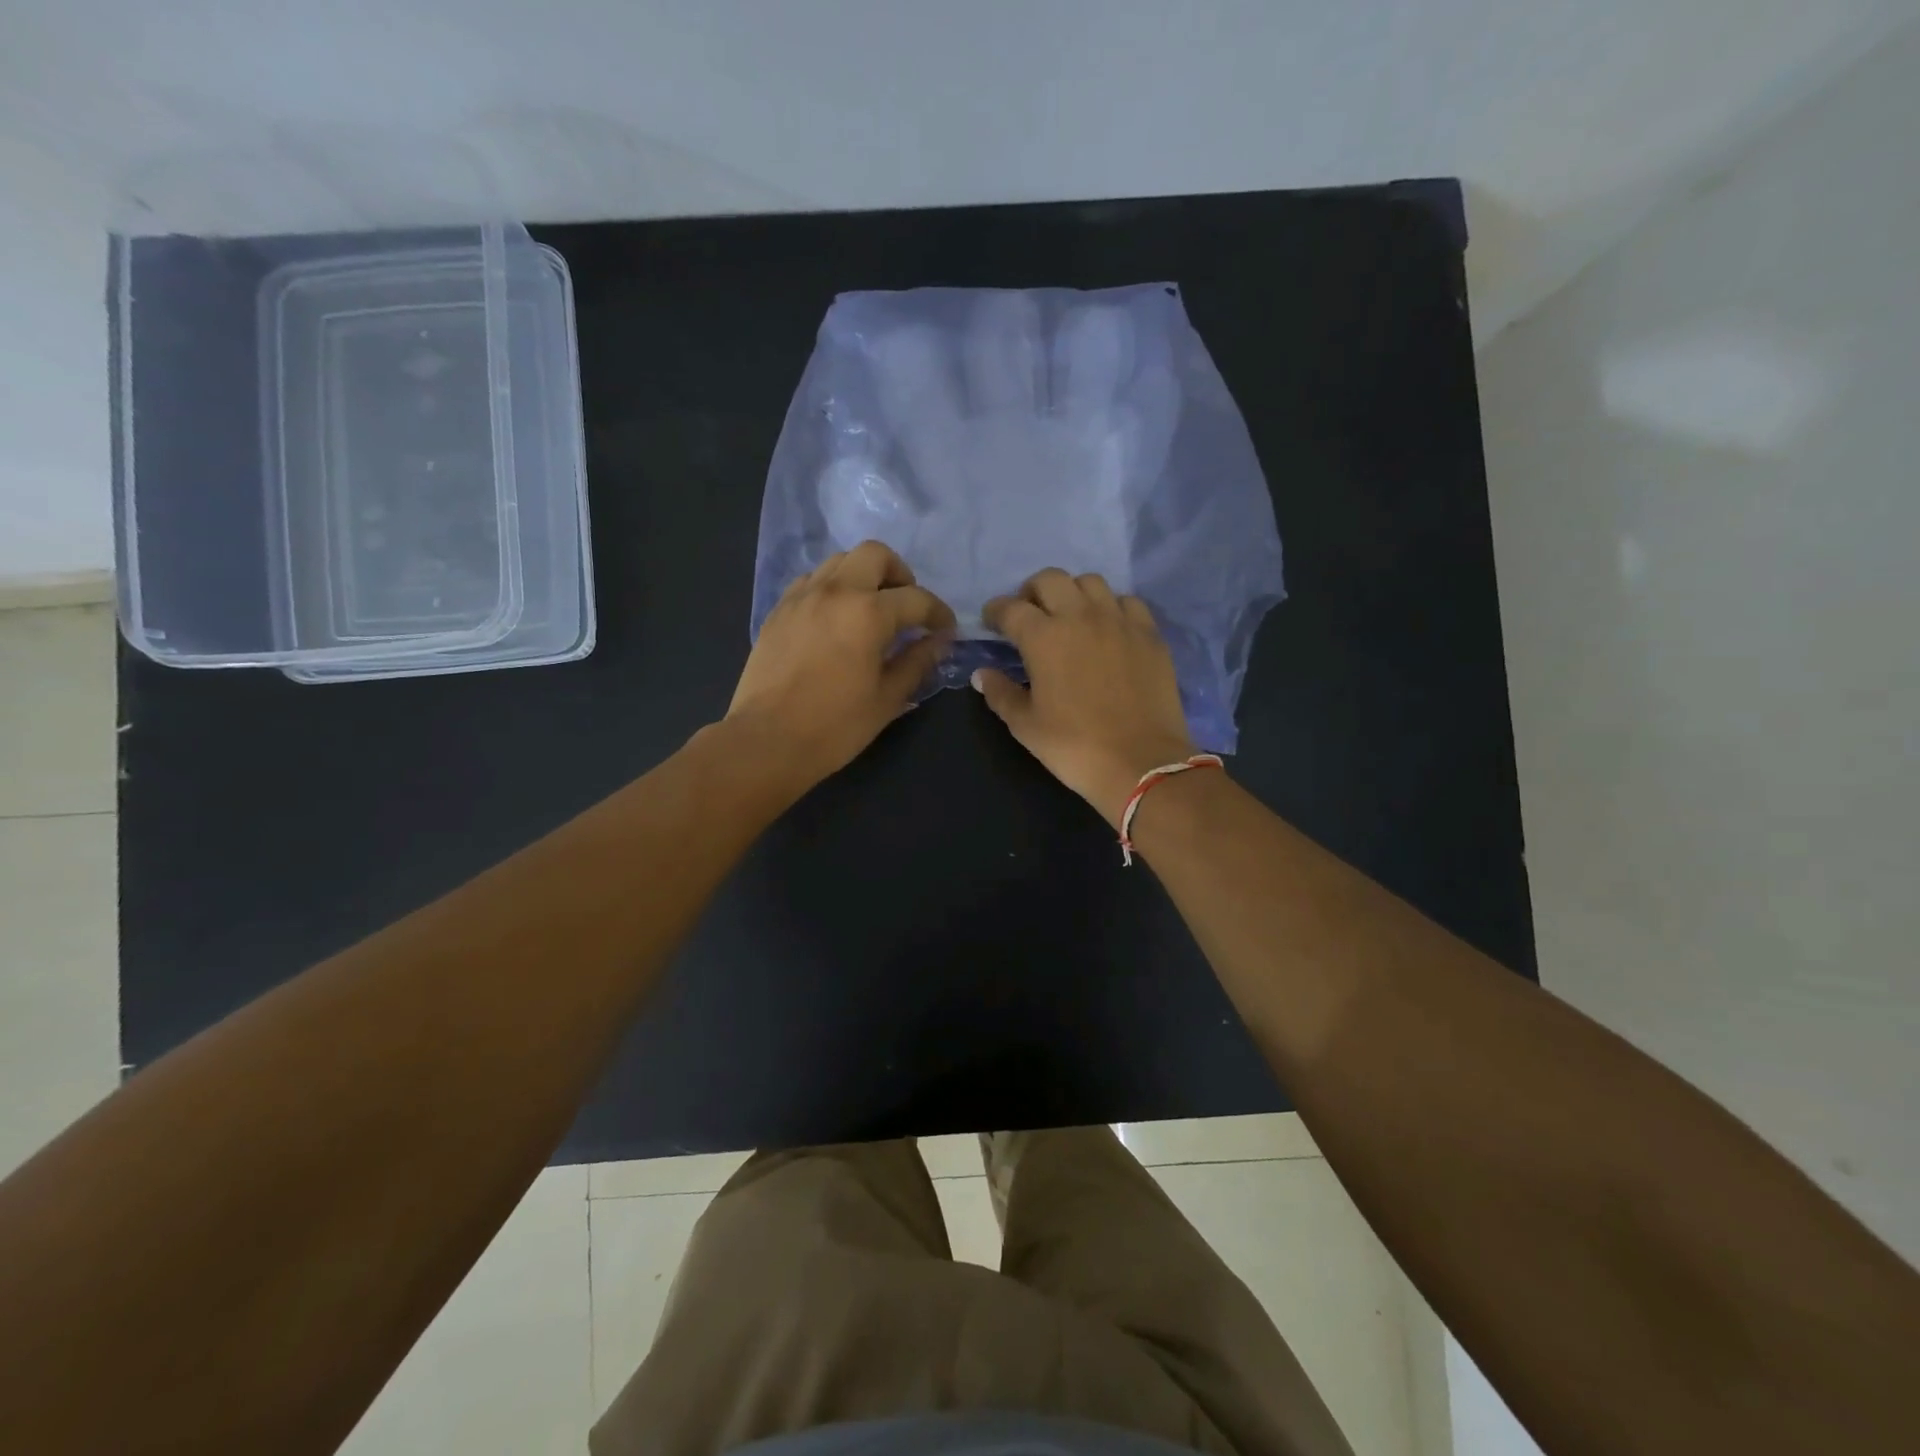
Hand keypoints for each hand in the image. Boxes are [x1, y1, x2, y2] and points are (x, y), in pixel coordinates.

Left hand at [728, 540, 954, 792]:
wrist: (767, 740)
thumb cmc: (835, 726)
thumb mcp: (887, 698)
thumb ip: (917, 662)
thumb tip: (939, 641)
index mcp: (868, 612)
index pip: (916, 598)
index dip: (938, 612)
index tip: (945, 629)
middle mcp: (835, 591)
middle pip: (875, 555)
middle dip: (899, 574)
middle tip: (905, 607)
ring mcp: (802, 596)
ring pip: (840, 561)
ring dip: (863, 576)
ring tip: (870, 610)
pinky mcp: (779, 610)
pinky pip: (812, 581)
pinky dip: (832, 588)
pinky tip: (836, 619)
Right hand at [973, 568, 1196, 825]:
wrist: (1140, 763)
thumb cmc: (1074, 746)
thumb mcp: (1026, 726)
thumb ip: (1000, 693)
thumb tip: (982, 674)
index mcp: (1043, 636)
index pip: (1010, 608)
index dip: (995, 612)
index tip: (992, 623)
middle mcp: (1080, 616)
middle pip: (1050, 579)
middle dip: (1032, 592)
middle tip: (1030, 615)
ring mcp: (1119, 621)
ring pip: (1091, 582)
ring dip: (1073, 593)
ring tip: (1070, 617)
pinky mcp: (1149, 634)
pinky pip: (1127, 602)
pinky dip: (1111, 607)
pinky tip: (1108, 628)